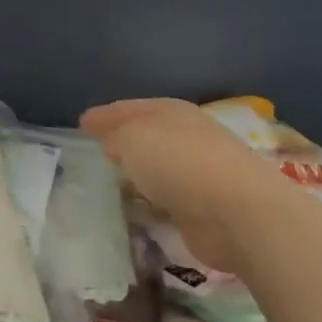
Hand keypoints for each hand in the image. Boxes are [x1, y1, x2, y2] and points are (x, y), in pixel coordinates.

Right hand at [79, 98, 275, 272]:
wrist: (240, 213)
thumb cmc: (180, 163)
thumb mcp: (132, 139)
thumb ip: (116, 136)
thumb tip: (113, 143)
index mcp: (171, 111)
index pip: (130, 108)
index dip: (105, 114)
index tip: (82, 123)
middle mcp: (188, 136)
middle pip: (148, 134)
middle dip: (124, 139)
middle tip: (97, 148)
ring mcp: (201, 172)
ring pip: (160, 165)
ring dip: (141, 170)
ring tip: (114, 177)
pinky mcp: (206, 207)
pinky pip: (168, 196)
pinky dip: (154, 198)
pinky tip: (140, 204)